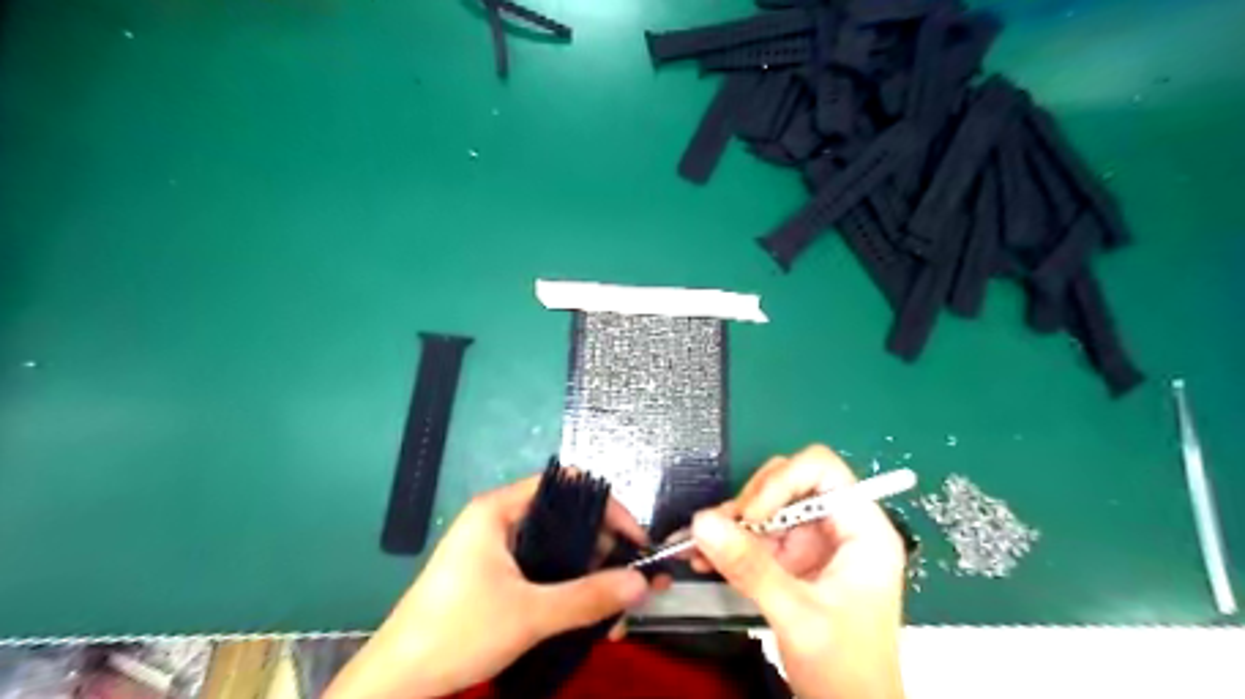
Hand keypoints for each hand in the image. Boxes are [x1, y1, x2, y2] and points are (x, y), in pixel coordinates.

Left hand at [324, 475, 654, 697]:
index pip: (567, 486)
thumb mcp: (529, 614)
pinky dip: (571, 590)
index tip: (636, 540)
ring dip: (592, 578)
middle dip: (605, 553)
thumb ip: (588, 596)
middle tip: (633, 583)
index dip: (607, 508)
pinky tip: (592, 619)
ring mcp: (498, 549)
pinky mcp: (498, 576)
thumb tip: (642, 583)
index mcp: (500, 509)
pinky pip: (546, 572)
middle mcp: (502, 520)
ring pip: (560, 550)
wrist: (397, 682)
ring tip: (617, 614)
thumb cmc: (457, 632)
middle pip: (568, 519)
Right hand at [691, 448, 904, 698]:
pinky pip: (755, 536)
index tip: (750, 513)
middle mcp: (837, 527)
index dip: (782, 481)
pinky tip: (703, 559)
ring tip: (700, 547)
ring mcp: (813, 543)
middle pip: (788, 482)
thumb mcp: (798, 615)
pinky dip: (729, 545)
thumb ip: (750, 567)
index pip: (821, 470)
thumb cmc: (846, 671)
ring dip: (731, 525)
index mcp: (862, 529)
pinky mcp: (792, 561)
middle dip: (750, 503)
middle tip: (721, 531)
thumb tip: (702, 523)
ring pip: (765, 508)